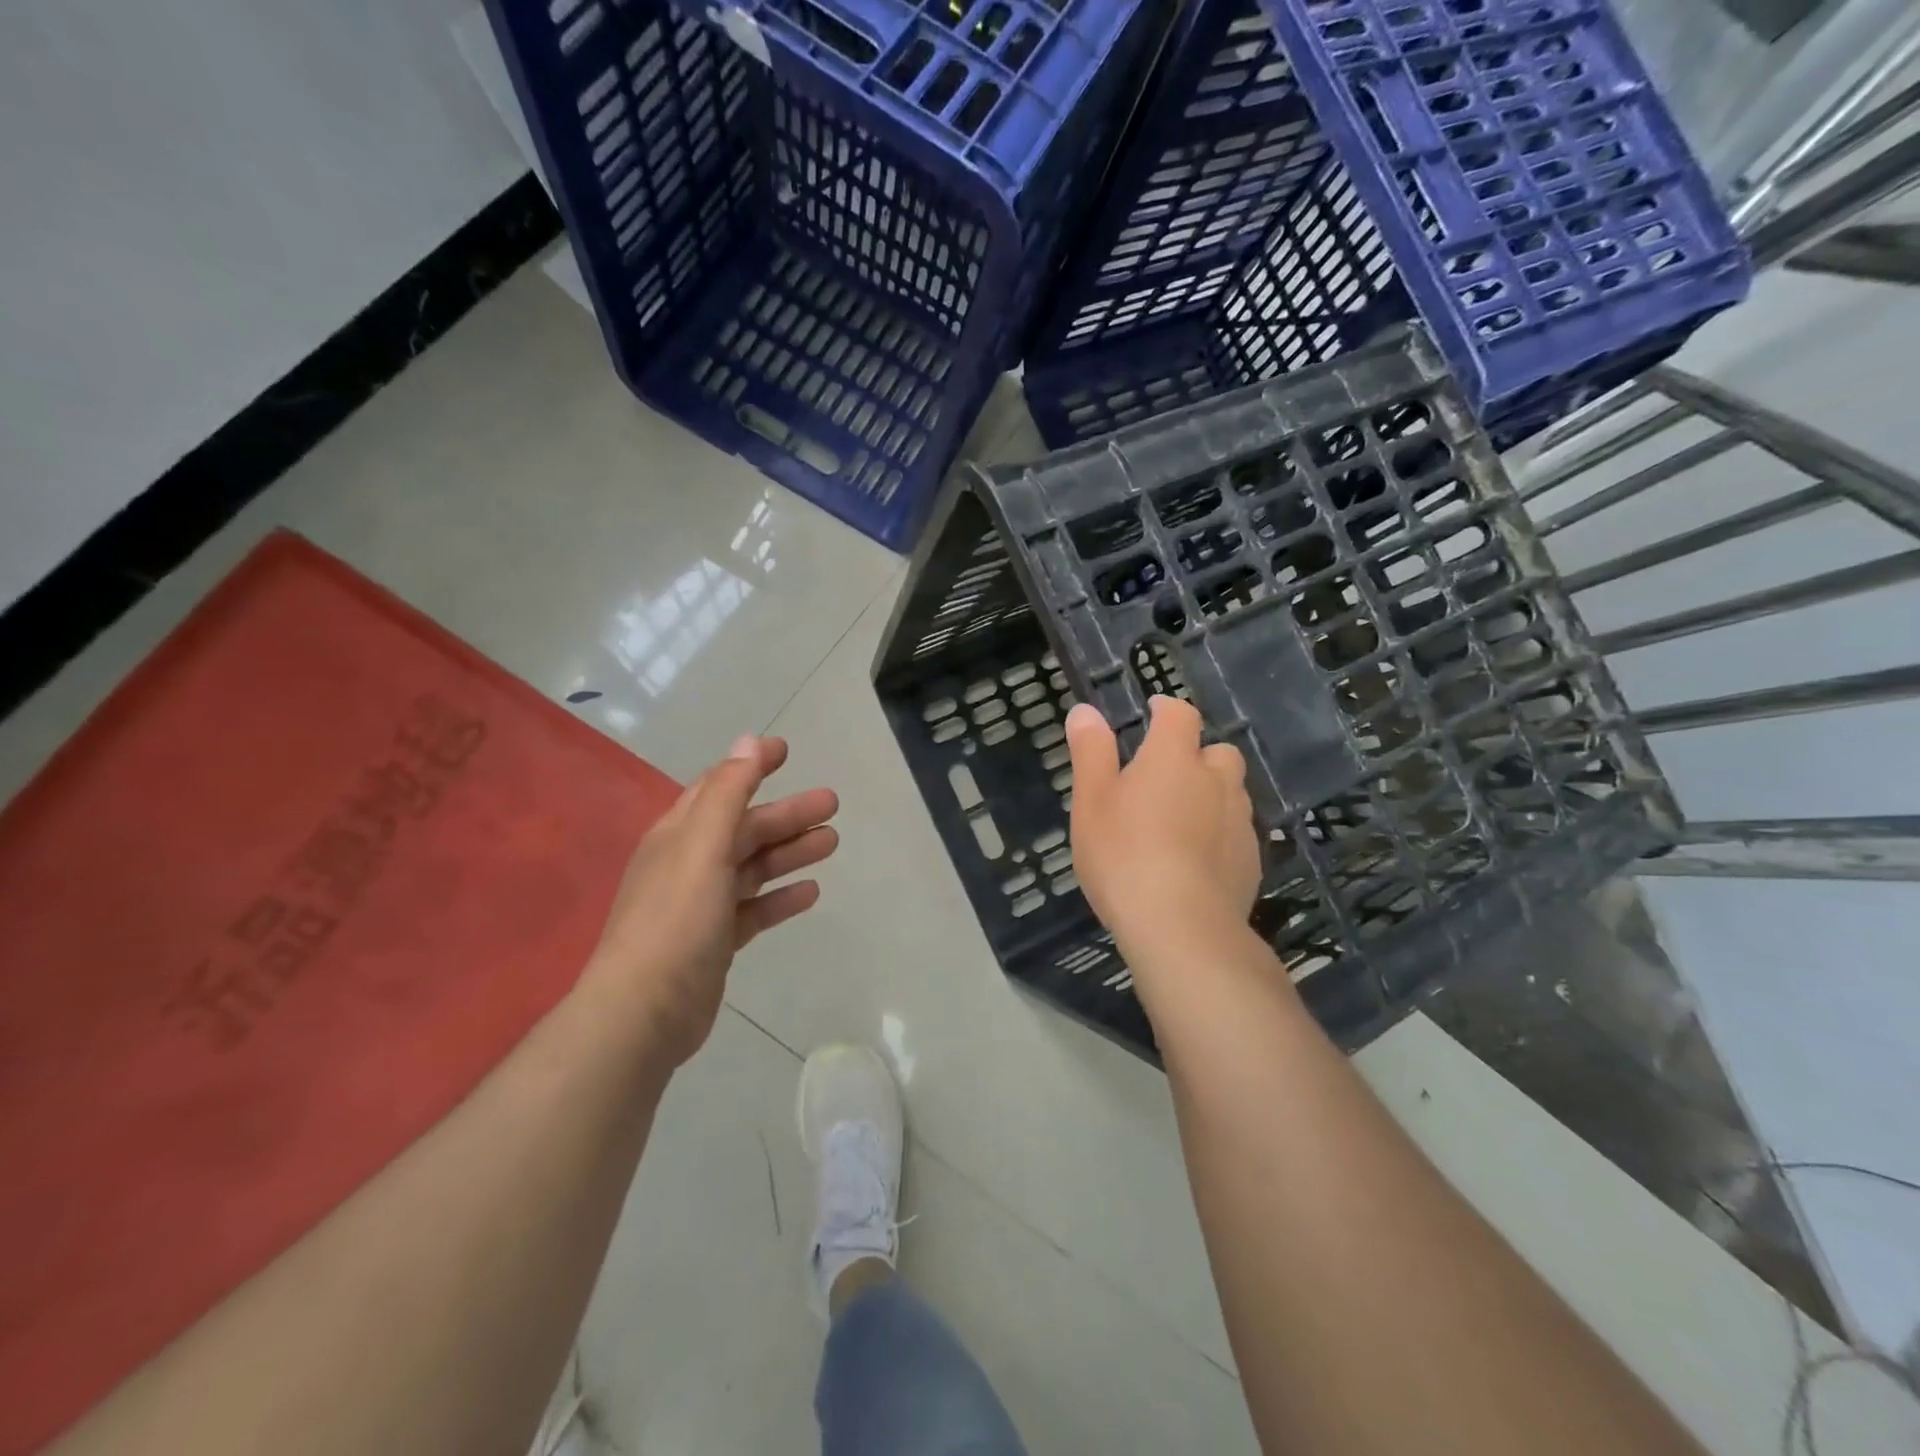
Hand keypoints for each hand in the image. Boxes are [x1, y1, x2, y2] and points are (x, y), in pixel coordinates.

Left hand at [583, 735, 837, 1065]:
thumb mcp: (703, 846)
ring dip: (790, 852)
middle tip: (831, 804)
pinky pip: (754, 909)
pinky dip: (780, 897)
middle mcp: (688, 863)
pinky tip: (811, 892)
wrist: (645, 1011)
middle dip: (786, 814)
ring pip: (753, 867)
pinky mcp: (715, 941)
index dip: (750, 766)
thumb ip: (728, 793)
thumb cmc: (676, 918)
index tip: (786, 750)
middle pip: (745, 828)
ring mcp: (702, 904)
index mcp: (680, 834)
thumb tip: (747, 741)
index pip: (719, 786)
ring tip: (831, 843)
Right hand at [1066, 698, 1261, 997]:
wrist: (1181, 927)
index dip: (1166, 708)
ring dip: (1210, 795)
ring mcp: (1239, 821)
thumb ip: (1091, 753)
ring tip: (1179, 821)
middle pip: (1217, 752)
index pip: (1179, 715)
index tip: (1152, 712)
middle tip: (1165, 777)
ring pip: (1231, 793)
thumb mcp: (1091, 802)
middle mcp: (1215, 780)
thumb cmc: (1124, 855)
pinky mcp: (1251, 861)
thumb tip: (1086, 711)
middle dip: (1197, 756)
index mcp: (1173, 758)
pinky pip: (1236, 833)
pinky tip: (1196, 861)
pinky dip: (1219, 834)